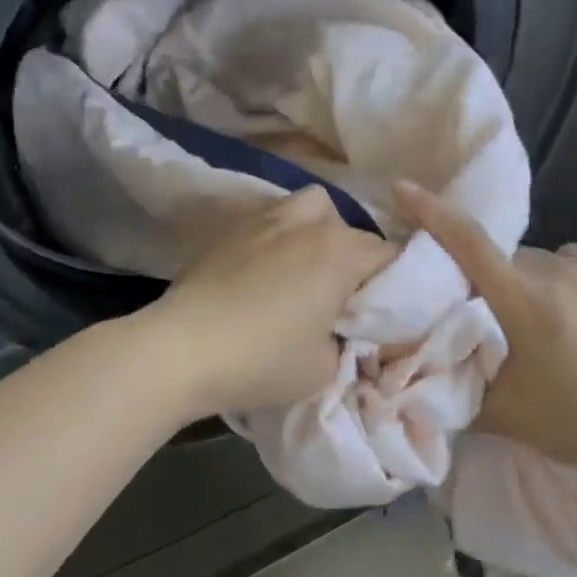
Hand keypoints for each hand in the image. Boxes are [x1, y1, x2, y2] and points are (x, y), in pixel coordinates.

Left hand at [144, 187, 395, 416]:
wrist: (180, 350)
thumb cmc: (262, 360)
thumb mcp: (326, 367)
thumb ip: (351, 342)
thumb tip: (349, 331)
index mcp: (340, 251)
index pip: (390, 256)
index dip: (395, 287)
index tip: (382, 316)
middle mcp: (307, 223)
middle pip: (351, 229)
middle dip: (357, 260)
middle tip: (344, 300)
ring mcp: (264, 220)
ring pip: (310, 209)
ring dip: (319, 234)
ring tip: (307, 271)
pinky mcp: (229, 231)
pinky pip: (272, 221)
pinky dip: (281, 238)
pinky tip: (266, 272)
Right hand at [394, 180, 576, 477]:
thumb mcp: (508, 416)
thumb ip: (459, 391)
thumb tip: (422, 381)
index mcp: (525, 301)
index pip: (469, 243)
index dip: (432, 212)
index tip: (403, 186)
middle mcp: (558, 273)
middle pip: (501, 260)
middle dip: (483, 279)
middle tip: (480, 316)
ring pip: (537, 264)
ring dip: (522, 283)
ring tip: (531, 326)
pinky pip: (570, 269)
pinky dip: (555, 285)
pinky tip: (568, 320)